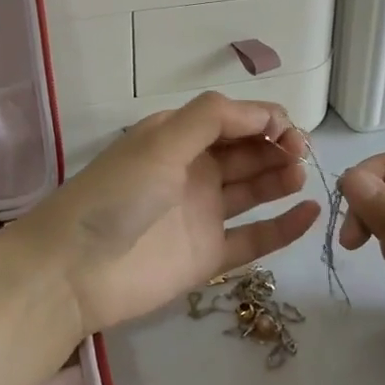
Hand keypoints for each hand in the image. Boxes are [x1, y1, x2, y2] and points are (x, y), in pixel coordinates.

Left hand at [24, 93, 320, 333]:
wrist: (74, 271)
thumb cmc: (118, 195)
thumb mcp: (160, 142)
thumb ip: (212, 118)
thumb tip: (265, 112)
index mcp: (178, 138)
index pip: (232, 120)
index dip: (264, 119)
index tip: (290, 130)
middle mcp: (193, 171)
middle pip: (247, 152)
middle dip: (277, 147)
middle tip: (301, 154)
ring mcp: (202, 214)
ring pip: (254, 190)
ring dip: (281, 179)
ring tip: (301, 177)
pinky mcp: (208, 255)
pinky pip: (254, 238)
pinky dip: (283, 227)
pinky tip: (310, 214)